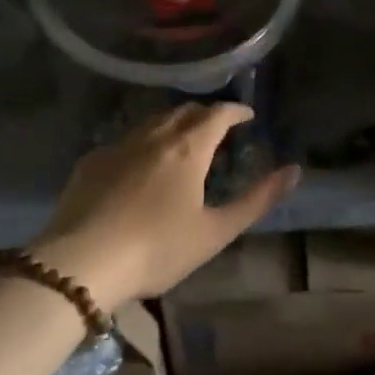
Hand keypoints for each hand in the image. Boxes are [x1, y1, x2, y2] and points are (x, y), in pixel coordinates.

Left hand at [30, 103, 300, 305]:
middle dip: (205, 114)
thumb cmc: (157, 249)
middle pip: (184, 112)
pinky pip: (125, 140)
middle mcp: (153, 137)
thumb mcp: (216, 232)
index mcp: (188, 149)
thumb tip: (294, 171)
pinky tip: (140, 165)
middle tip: (218, 129)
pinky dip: (143, 142)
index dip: (236, 111)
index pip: (217, 114)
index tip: (247, 116)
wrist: (81, 264)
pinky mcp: (91, 162)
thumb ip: (257, 200)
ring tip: (182, 143)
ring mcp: (118, 146)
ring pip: (152, 122)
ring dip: (173, 124)